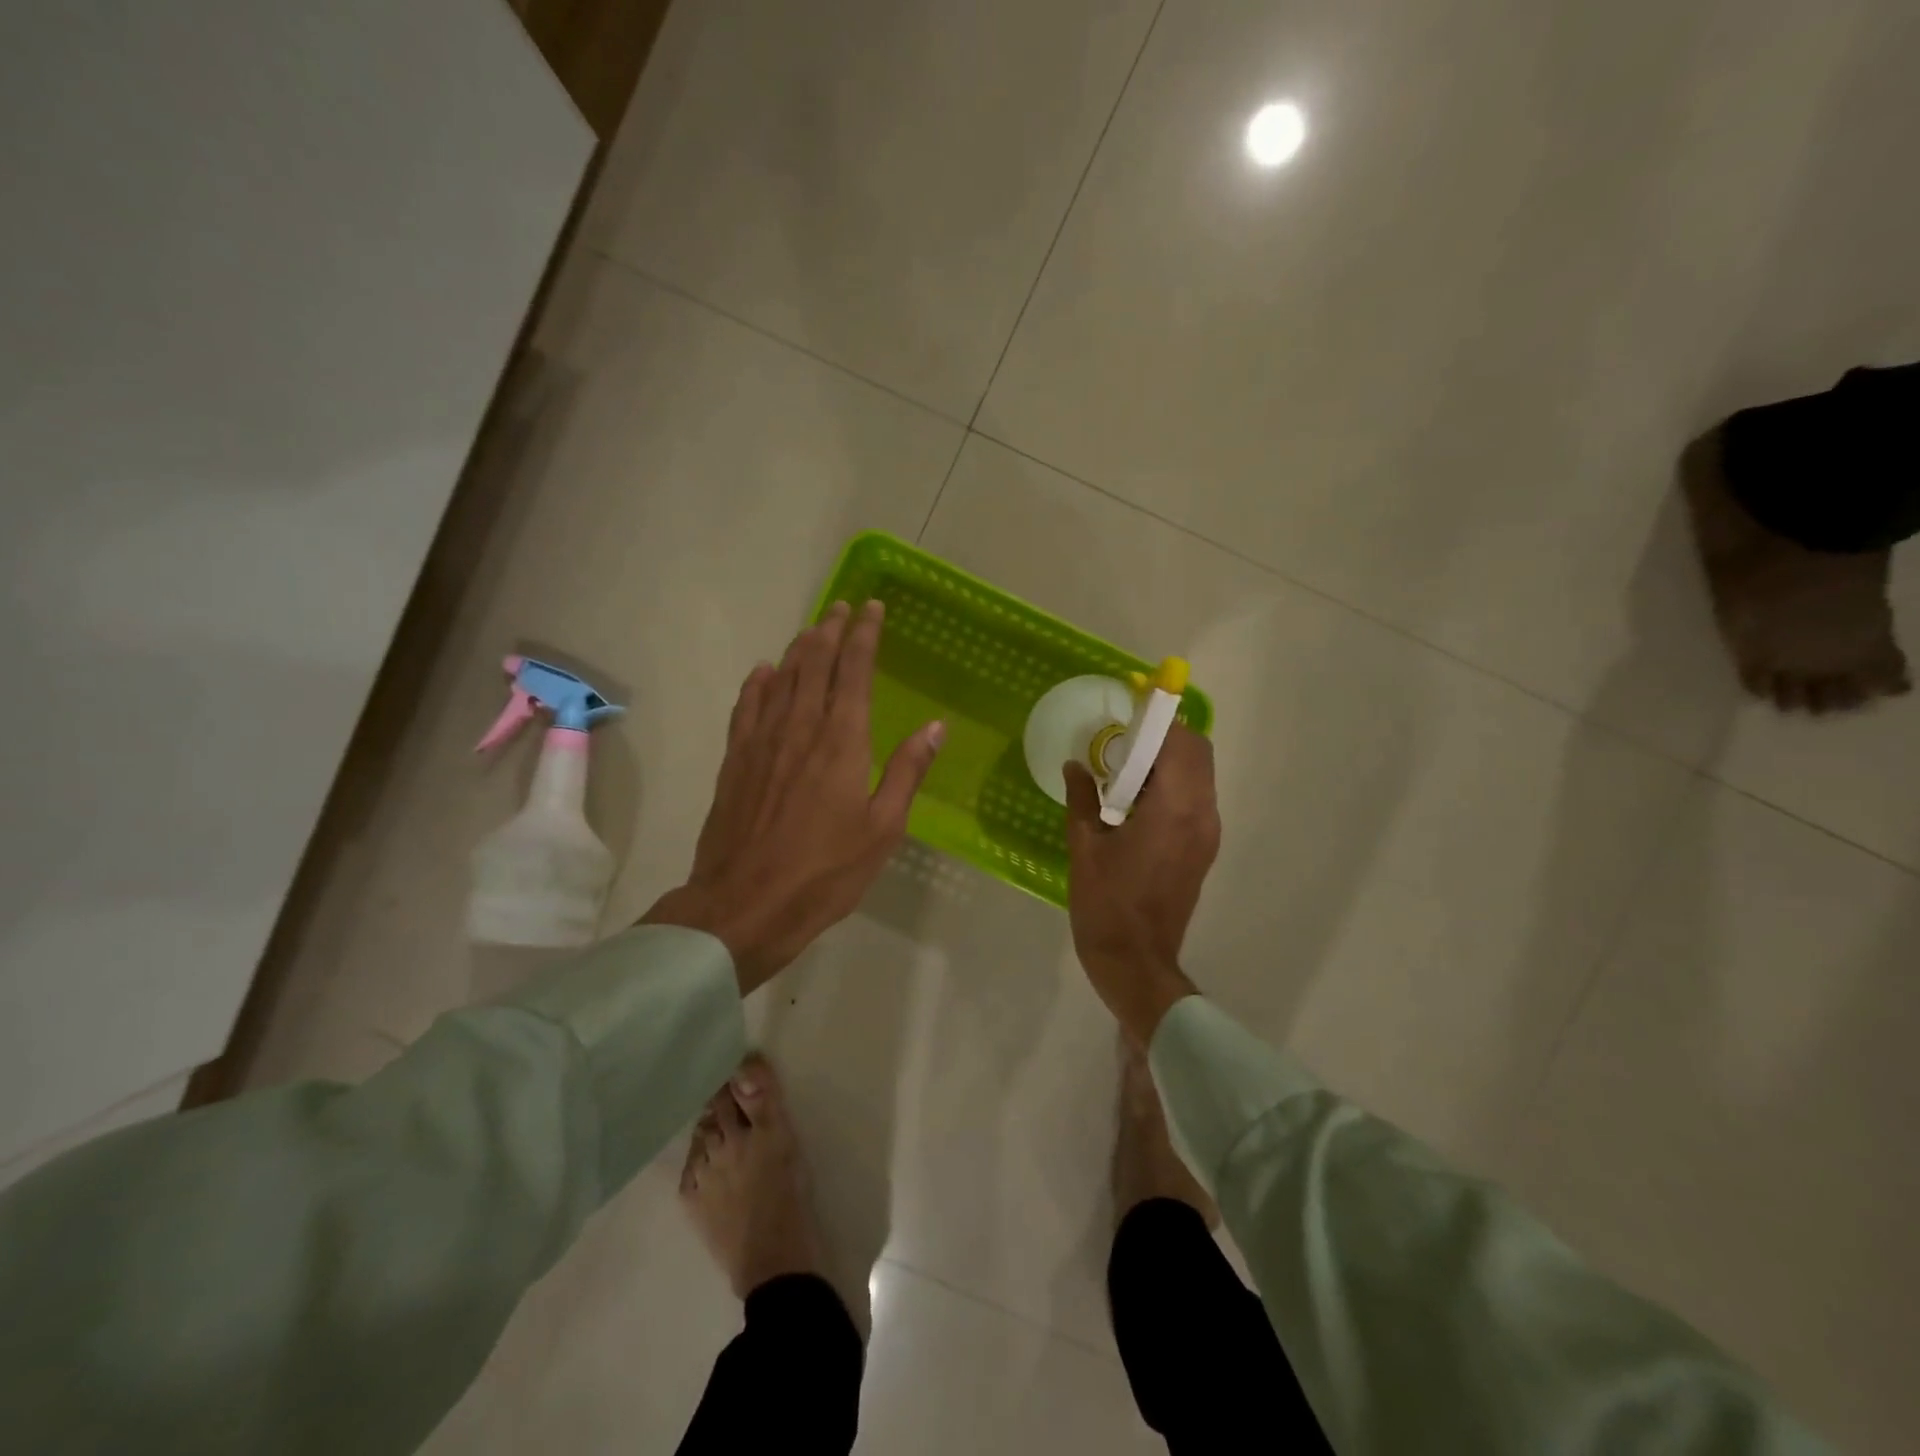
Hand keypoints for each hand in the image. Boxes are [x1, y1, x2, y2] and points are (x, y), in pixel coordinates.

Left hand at [644, 600, 943, 991]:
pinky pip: (746, 707)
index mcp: (842, 741)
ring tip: (811, 631)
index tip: (872, 608)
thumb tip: (935, 727)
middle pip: (814, 663)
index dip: (864, 635)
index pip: (854, 670)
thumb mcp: (883, 828)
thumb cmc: (826, 871)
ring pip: (780, 678)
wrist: (745, 904)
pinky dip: (758, 683)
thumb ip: (907, 772)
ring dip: (798, 649)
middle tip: (841, 607)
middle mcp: (800, 728)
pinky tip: (763, 672)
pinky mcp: (735, 761)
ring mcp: (762, 741)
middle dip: (830, 630)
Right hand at [1064, 723, 1219, 1044]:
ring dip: (1169, 761)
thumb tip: (1076, 766)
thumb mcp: (1084, 844)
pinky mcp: (1204, 849)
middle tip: (1125, 740)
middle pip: (1198, 753)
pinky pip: (1195, 800)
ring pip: (1200, 776)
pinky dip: (1173, 786)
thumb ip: (1082, 797)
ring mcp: (1207, 834)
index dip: (1160, 719)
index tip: (1131, 710)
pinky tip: (1136, 800)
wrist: (1135, 961)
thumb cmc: (1105, 902)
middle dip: (1166, 737)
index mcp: (1174, 808)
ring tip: (1126, 768)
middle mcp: (1201, 814)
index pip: (1181, 742)